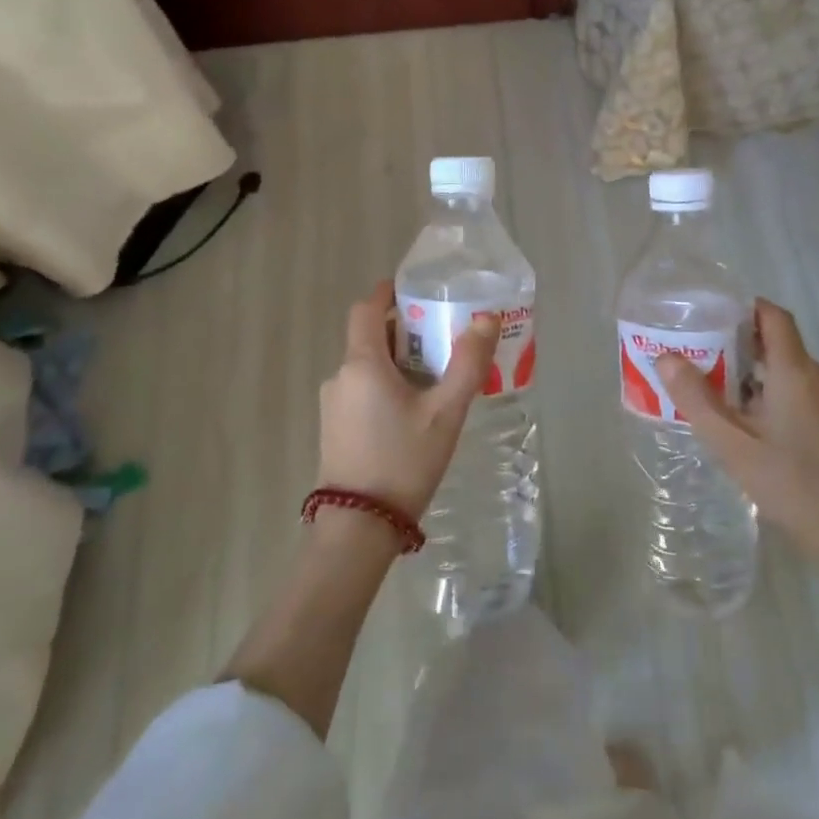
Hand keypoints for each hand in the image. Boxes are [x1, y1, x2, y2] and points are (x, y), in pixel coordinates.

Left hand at [318, 280, 497, 518]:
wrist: (358, 528)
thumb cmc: (403, 461)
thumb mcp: (445, 412)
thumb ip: (468, 363)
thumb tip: (485, 318)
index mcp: (362, 364)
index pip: (366, 308)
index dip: (388, 293)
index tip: (416, 289)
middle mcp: (340, 377)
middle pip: (370, 337)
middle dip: (405, 331)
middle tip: (443, 337)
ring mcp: (333, 405)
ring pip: (367, 367)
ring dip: (398, 362)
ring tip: (437, 377)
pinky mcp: (334, 429)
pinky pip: (362, 391)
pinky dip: (387, 386)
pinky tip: (414, 411)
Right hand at [655, 299, 818, 592]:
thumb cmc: (796, 486)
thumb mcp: (735, 446)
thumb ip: (697, 400)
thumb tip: (666, 358)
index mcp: (794, 370)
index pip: (771, 314)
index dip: (740, 308)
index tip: (704, 317)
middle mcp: (815, 375)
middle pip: (773, 341)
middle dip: (731, 343)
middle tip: (690, 356)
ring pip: (781, 370)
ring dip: (744, 373)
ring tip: (705, 389)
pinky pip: (793, 392)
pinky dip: (763, 394)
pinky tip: (739, 422)